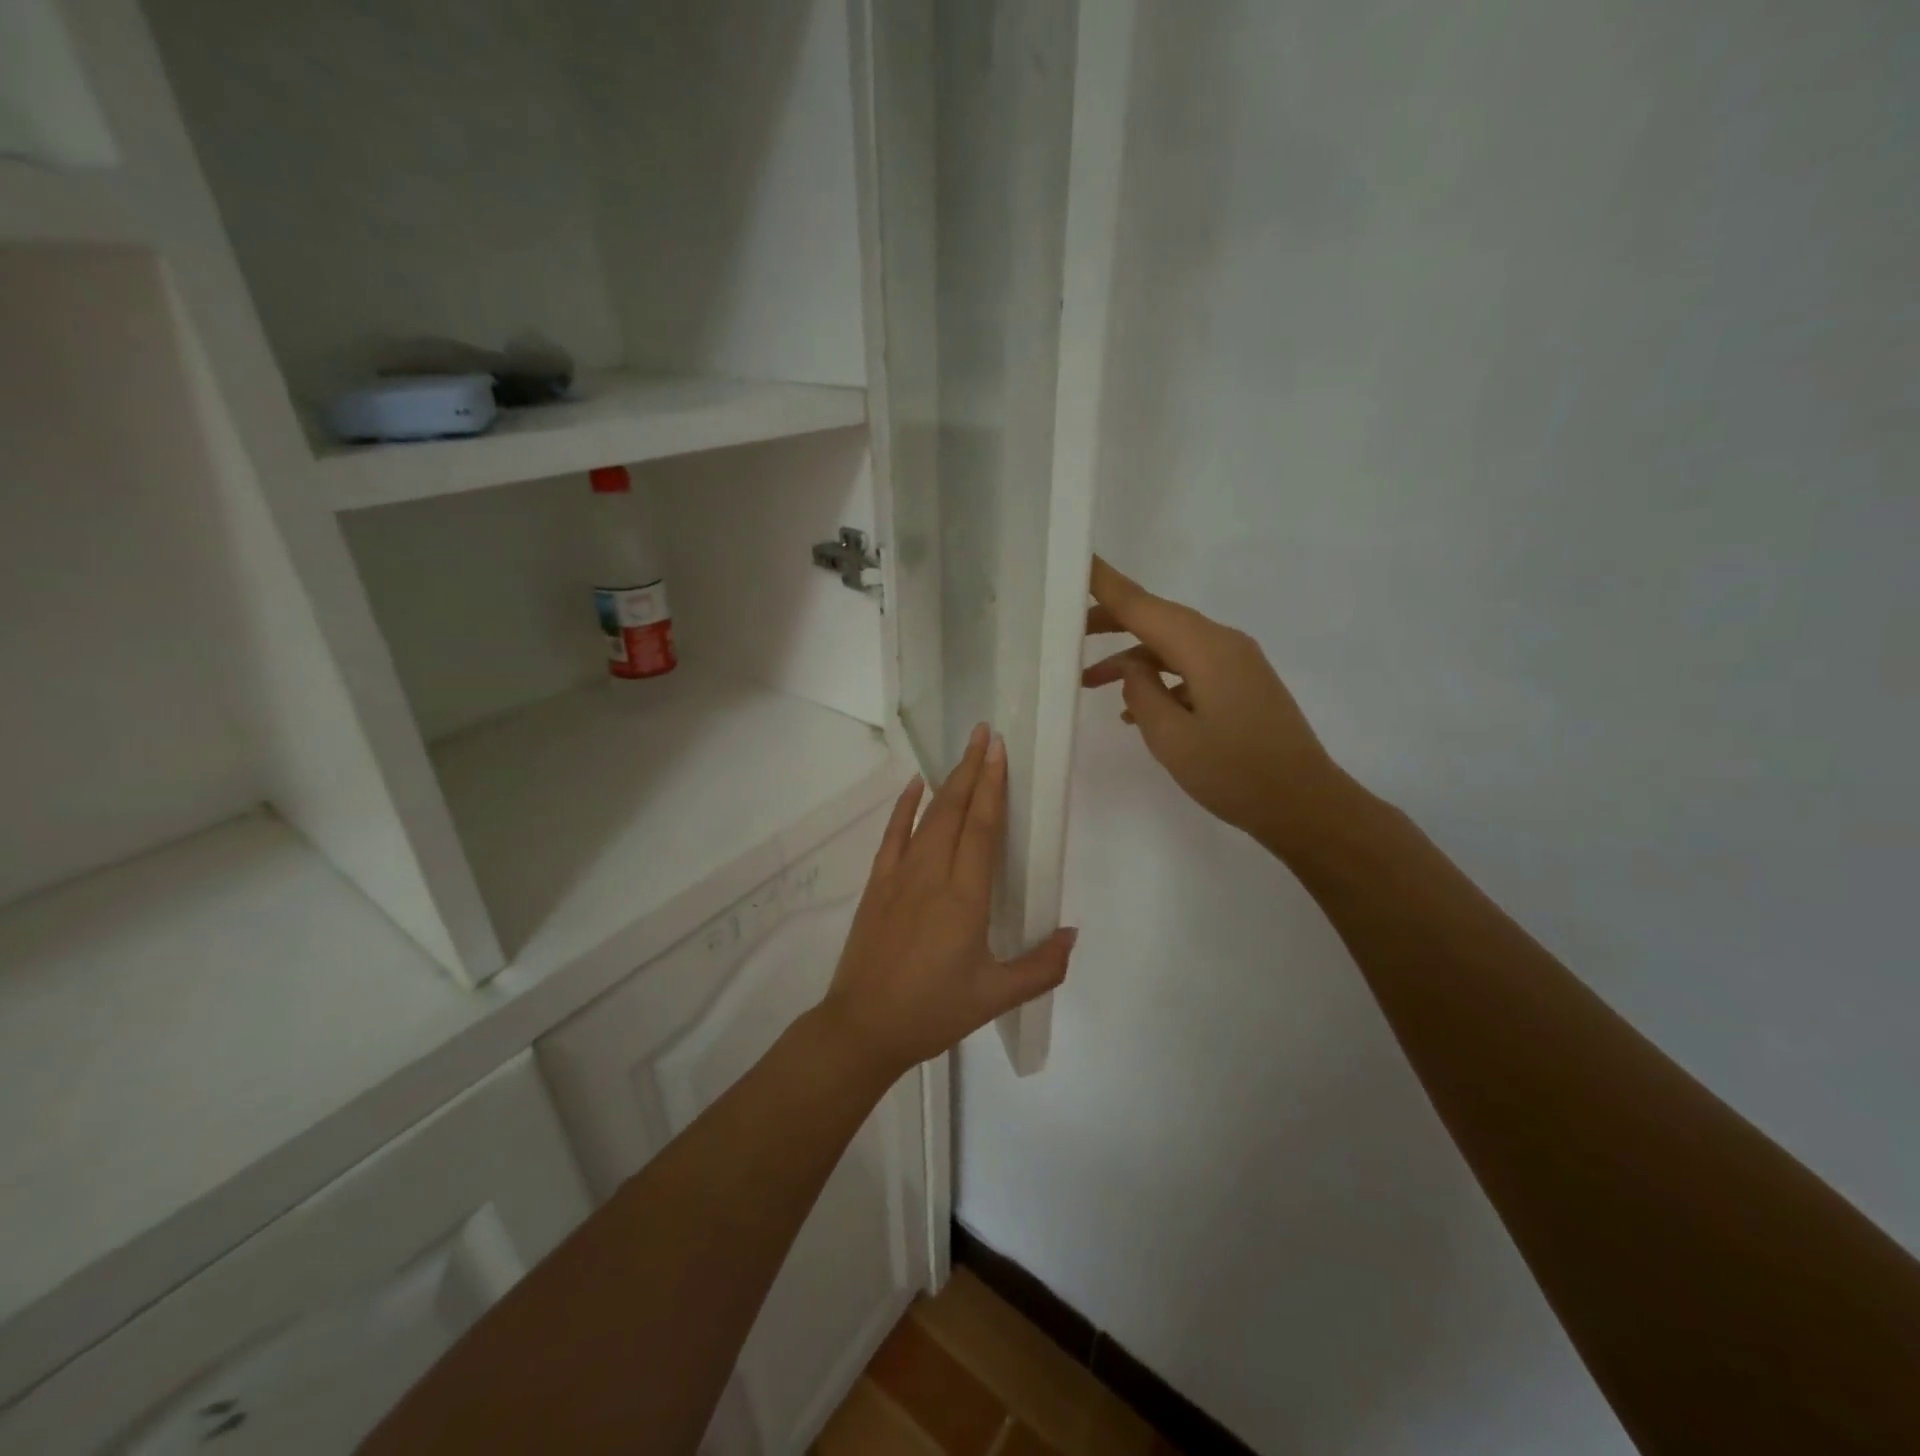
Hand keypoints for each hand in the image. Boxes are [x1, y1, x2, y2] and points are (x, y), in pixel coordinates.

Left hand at [820, 724, 1076, 1075]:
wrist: (863, 1026)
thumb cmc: (932, 1011)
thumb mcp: (994, 997)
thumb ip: (1041, 967)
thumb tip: (1072, 933)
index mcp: (964, 897)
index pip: (981, 828)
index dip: (992, 786)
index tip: (998, 749)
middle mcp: (931, 875)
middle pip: (954, 810)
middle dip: (971, 769)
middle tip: (984, 733)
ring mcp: (899, 876)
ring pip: (927, 817)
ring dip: (946, 781)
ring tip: (963, 753)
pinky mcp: (878, 885)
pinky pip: (892, 836)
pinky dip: (903, 807)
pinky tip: (913, 786)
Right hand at [1083, 556, 1350, 855]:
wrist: (1305, 805)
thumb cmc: (1234, 774)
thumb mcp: (1172, 738)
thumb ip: (1142, 693)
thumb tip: (1131, 666)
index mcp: (1206, 649)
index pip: (1143, 605)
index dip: (1106, 584)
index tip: (1076, 561)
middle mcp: (1223, 643)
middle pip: (1158, 619)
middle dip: (1112, 622)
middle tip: (1067, 632)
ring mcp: (1236, 663)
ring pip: (1171, 645)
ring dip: (1132, 658)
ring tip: (1088, 681)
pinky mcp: (1241, 684)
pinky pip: (1189, 667)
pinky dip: (1158, 679)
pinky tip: (1134, 710)